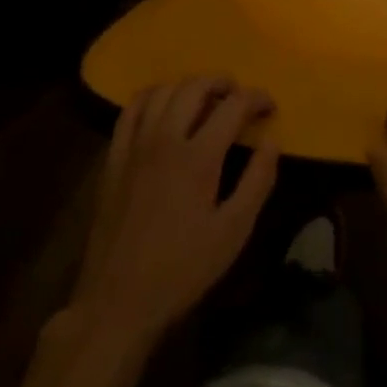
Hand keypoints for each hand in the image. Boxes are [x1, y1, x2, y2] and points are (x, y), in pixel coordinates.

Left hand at [71, 77, 280, 345]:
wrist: (117, 303)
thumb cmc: (182, 270)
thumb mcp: (232, 233)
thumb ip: (257, 181)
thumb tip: (272, 140)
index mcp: (198, 156)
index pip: (233, 105)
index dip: (256, 98)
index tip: (269, 107)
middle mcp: (166, 138)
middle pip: (196, 86)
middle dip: (222, 83)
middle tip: (238, 97)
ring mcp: (136, 145)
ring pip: (164, 90)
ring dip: (189, 86)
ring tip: (204, 100)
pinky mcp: (114, 157)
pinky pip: (131, 108)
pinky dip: (152, 96)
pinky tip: (163, 107)